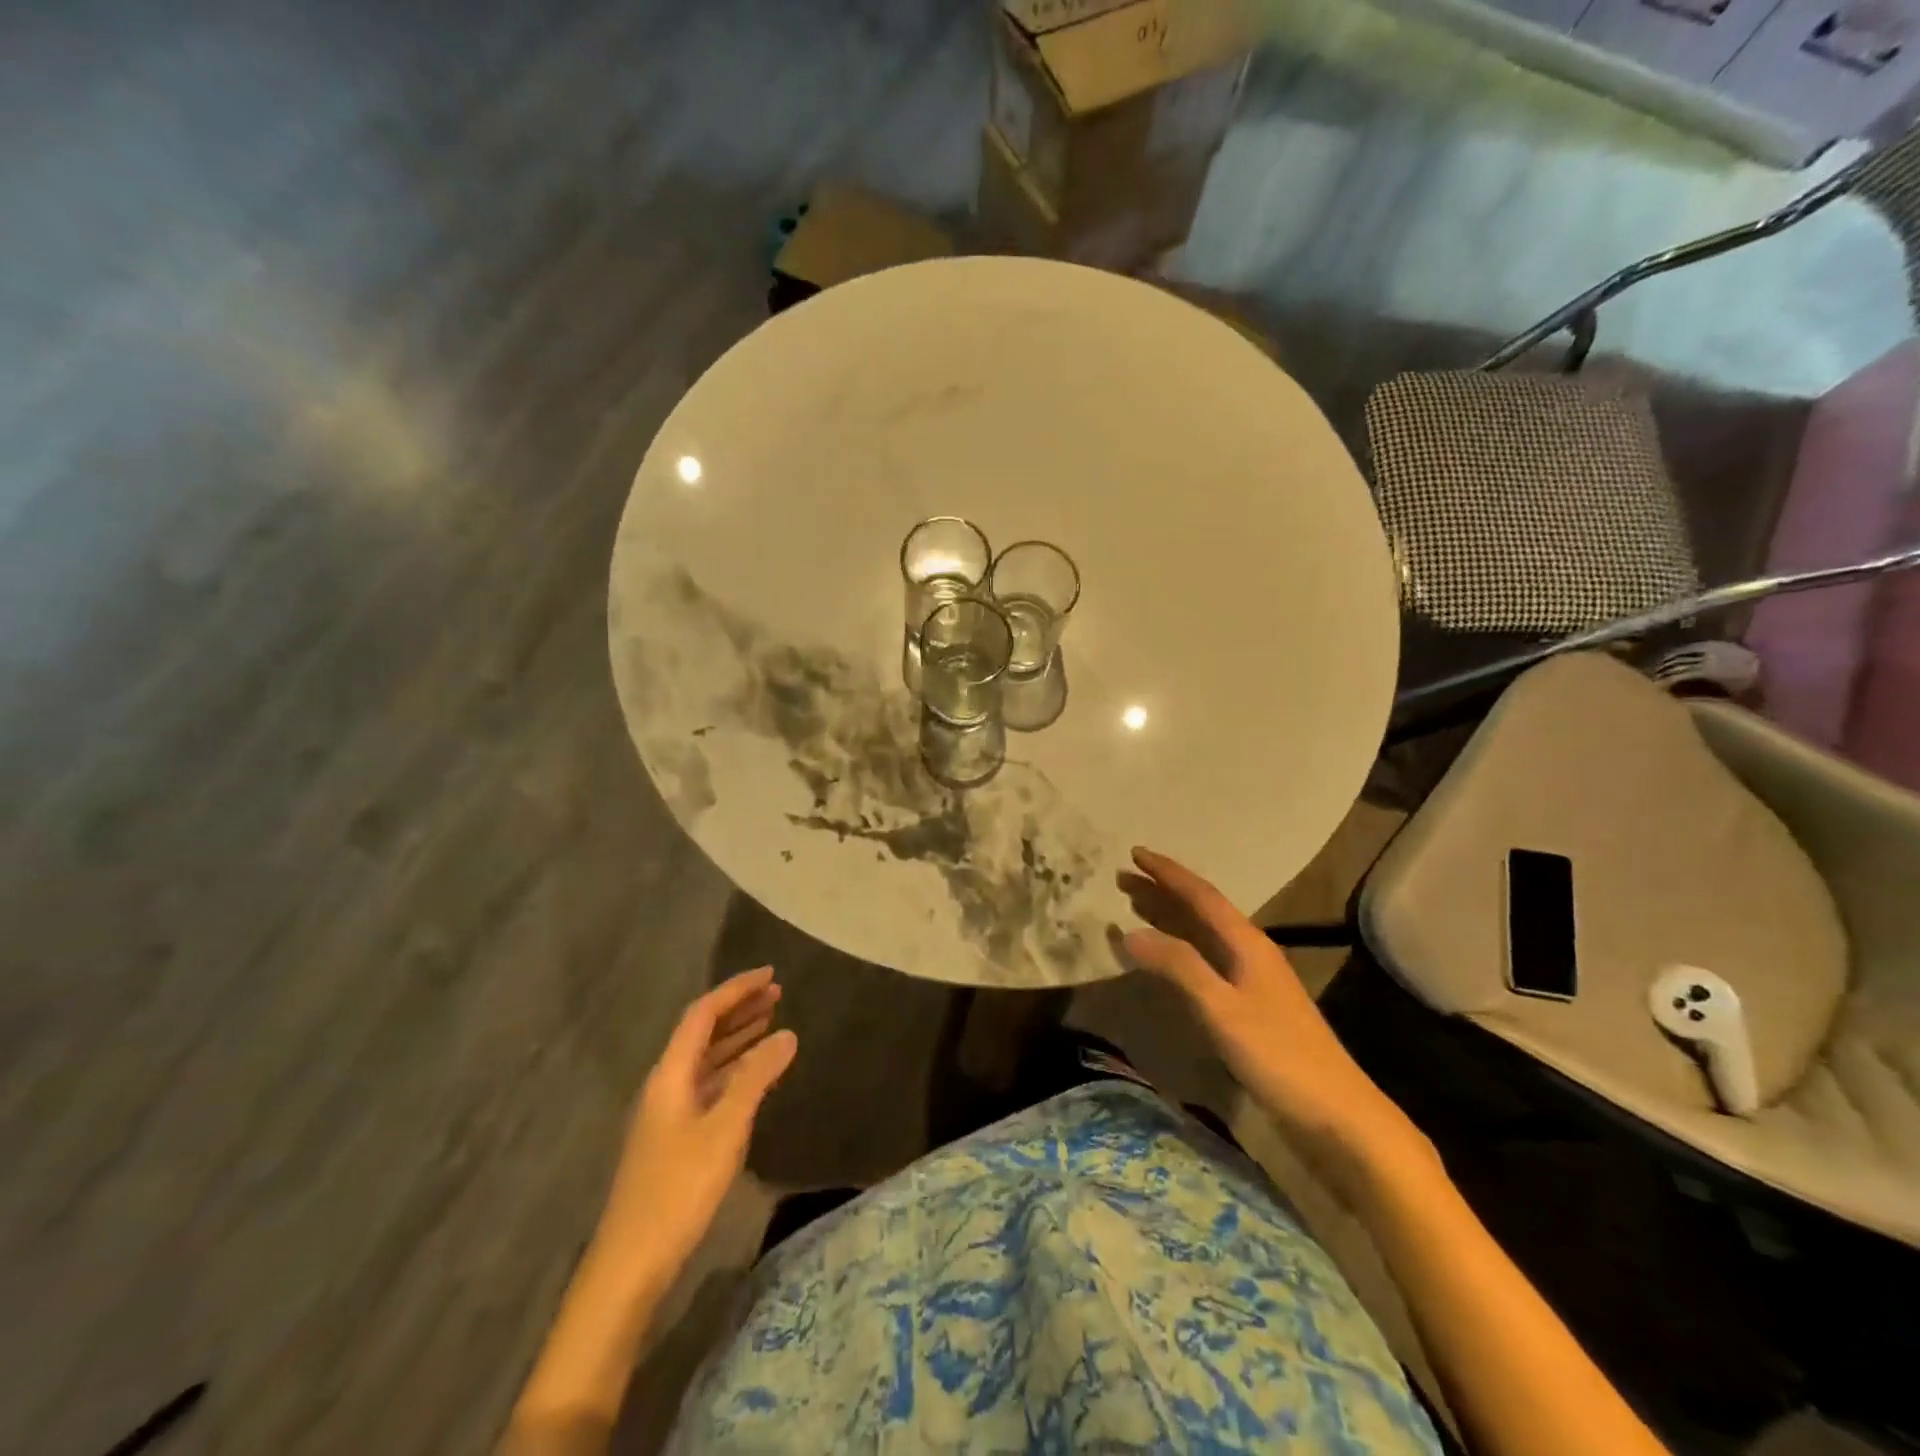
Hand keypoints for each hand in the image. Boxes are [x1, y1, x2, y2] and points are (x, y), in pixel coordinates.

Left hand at [597, 967, 797, 1283]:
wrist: (631, 1263)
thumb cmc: (678, 1189)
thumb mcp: (725, 1129)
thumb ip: (756, 1078)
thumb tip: (787, 1034)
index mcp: (670, 1074)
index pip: (703, 1013)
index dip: (736, 990)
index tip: (771, 975)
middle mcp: (666, 1084)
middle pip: (702, 1032)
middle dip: (739, 1009)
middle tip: (778, 994)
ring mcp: (668, 1112)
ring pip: (706, 1059)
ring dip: (737, 1037)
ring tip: (771, 1022)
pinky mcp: (675, 1137)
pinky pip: (708, 1084)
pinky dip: (734, 1069)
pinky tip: (754, 1075)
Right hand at [1118, 848, 1426, 1182]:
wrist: (1338, 1115)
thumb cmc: (1279, 1056)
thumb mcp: (1222, 1008)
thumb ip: (1179, 967)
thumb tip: (1129, 932)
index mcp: (1247, 944)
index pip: (1201, 896)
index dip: (1167, 874)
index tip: (1135, 852)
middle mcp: (1250, 953)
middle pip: (1201, 911)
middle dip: (1162, 892)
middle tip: (1124, 879)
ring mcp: (1253, 982)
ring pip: (1203, 936)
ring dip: (1170, 919)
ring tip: (1136, 906)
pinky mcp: (1251, 1008)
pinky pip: (1205, 962)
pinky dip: (1179, 952)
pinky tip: (1167, 960)